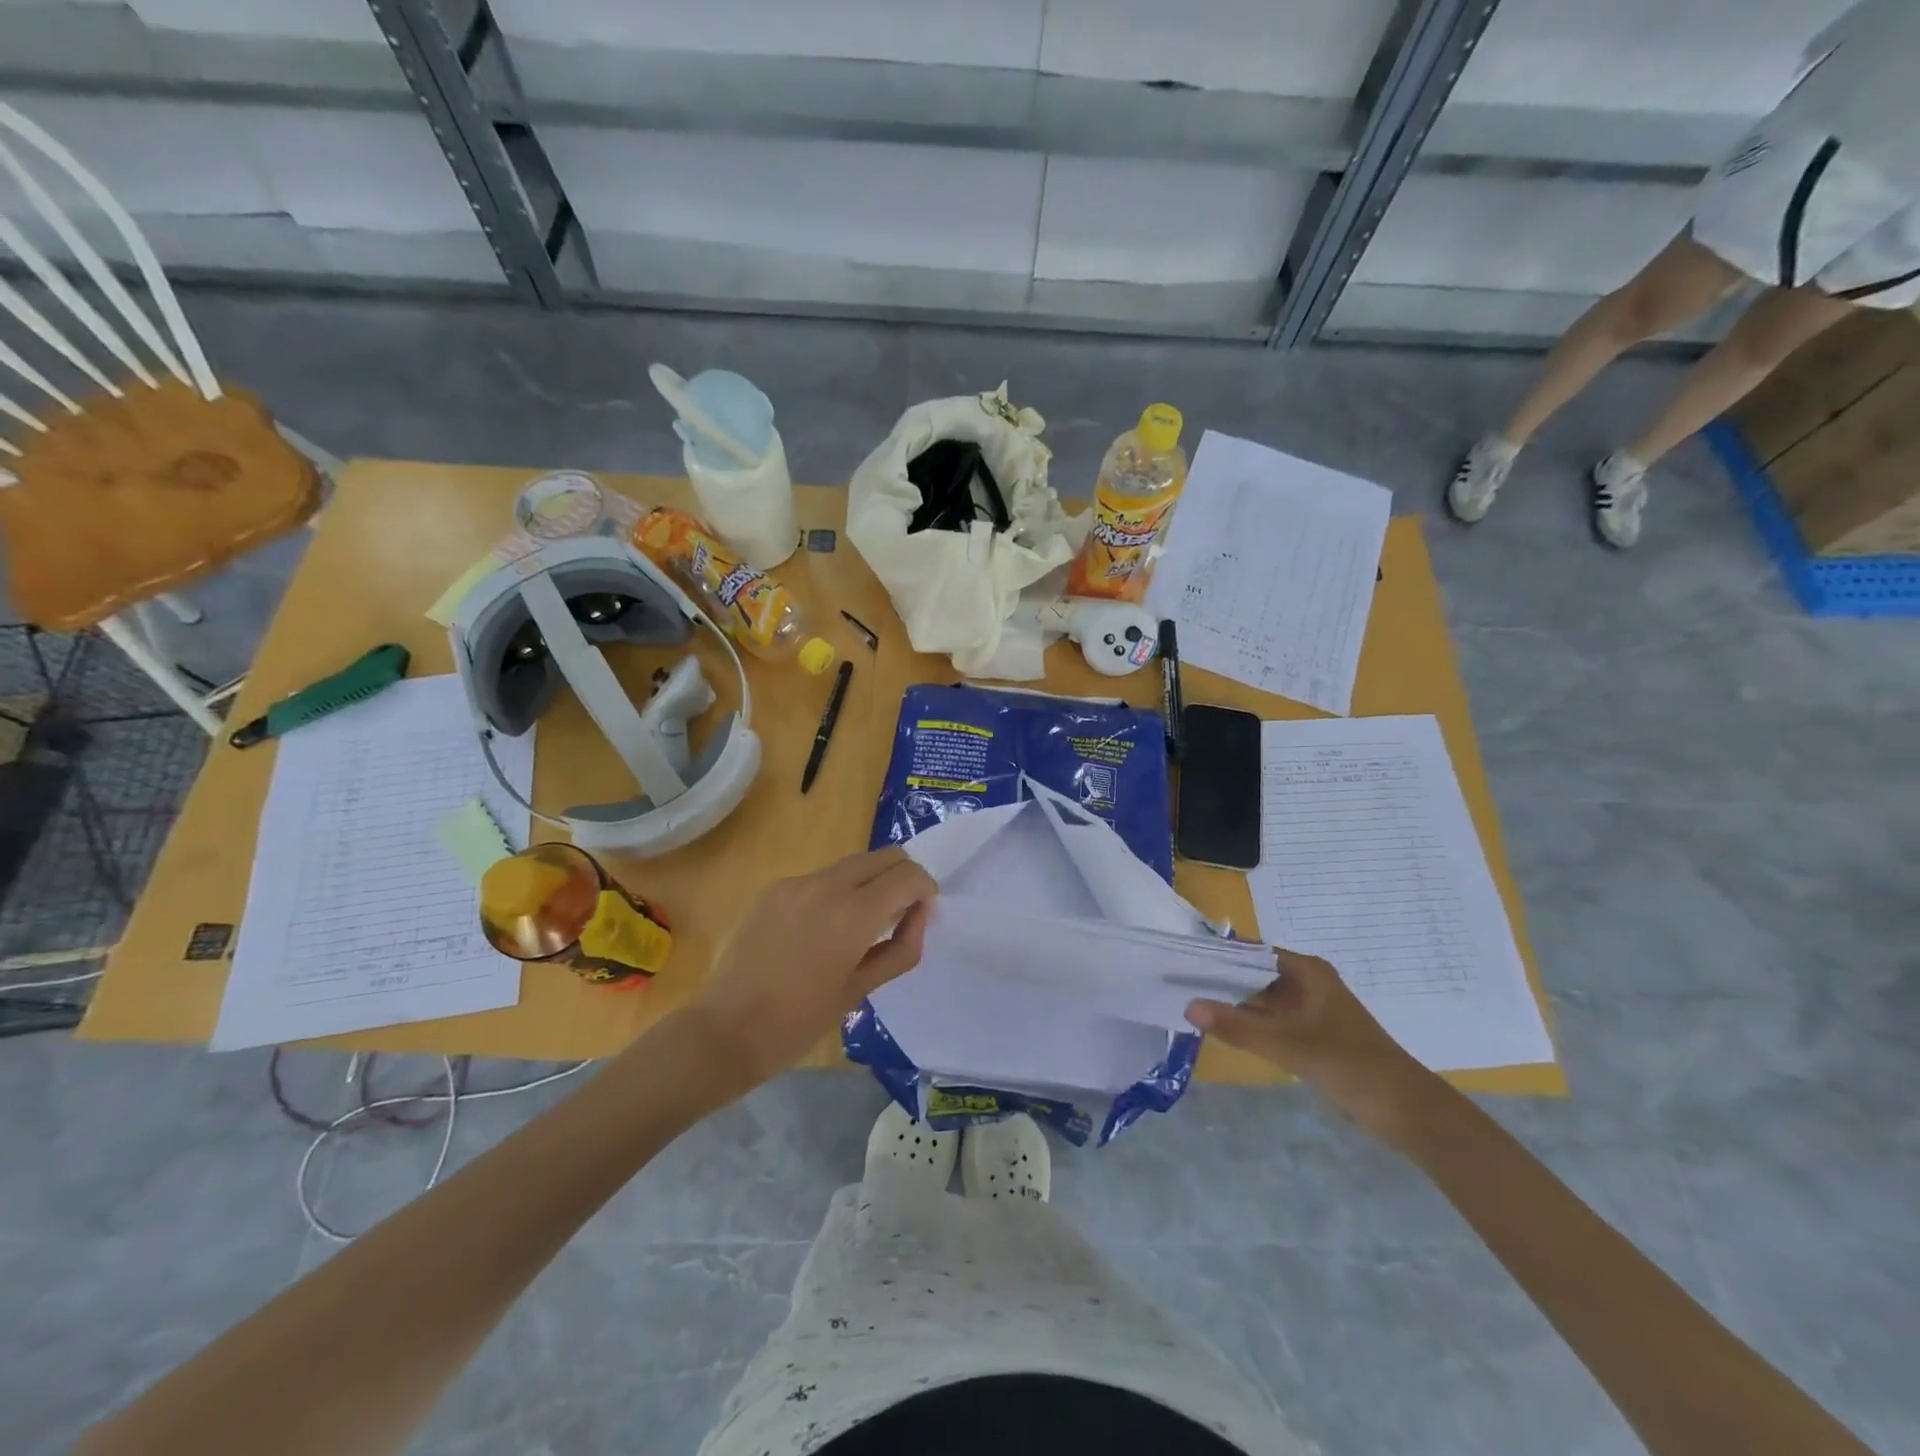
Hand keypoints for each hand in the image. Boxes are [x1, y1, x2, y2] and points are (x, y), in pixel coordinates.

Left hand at [687, 847, 937, 1089]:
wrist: (726, 1030)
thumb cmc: (800, 1021)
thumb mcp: (861, 989)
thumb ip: (901, 946)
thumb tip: (919, 914)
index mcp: (853, 913)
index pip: (908, 875)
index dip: (925, 890)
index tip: (922, 914)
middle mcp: (827, 885)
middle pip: (884, 856)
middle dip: (902, 877)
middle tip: (898, 914)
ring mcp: (797, 882)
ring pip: (853, 863)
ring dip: (870, 882)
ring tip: (860, 926)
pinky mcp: (775, 888)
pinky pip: (821, 878)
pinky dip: (837, 892)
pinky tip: (822, 930)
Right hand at [1185, 948, 1438, 1144]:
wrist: (1408, 1113)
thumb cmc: (1351, 1065)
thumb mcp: (1289, 1044)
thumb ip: (1238, 1026)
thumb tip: (1188, 1006)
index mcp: (1308, 972)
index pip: (1252, 951)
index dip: (1218, 954)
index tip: (1182, 960)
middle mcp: (1307, 984)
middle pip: (1254, 974)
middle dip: (1220, 979)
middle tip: (1176, 983)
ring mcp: (1309, 1011)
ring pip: (1260, 999)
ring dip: (1232, 1003)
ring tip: (1189, 1003)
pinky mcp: (1310, 1037)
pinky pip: (1270, 1022)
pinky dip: (1248, 1024)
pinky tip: (1220, 1030)